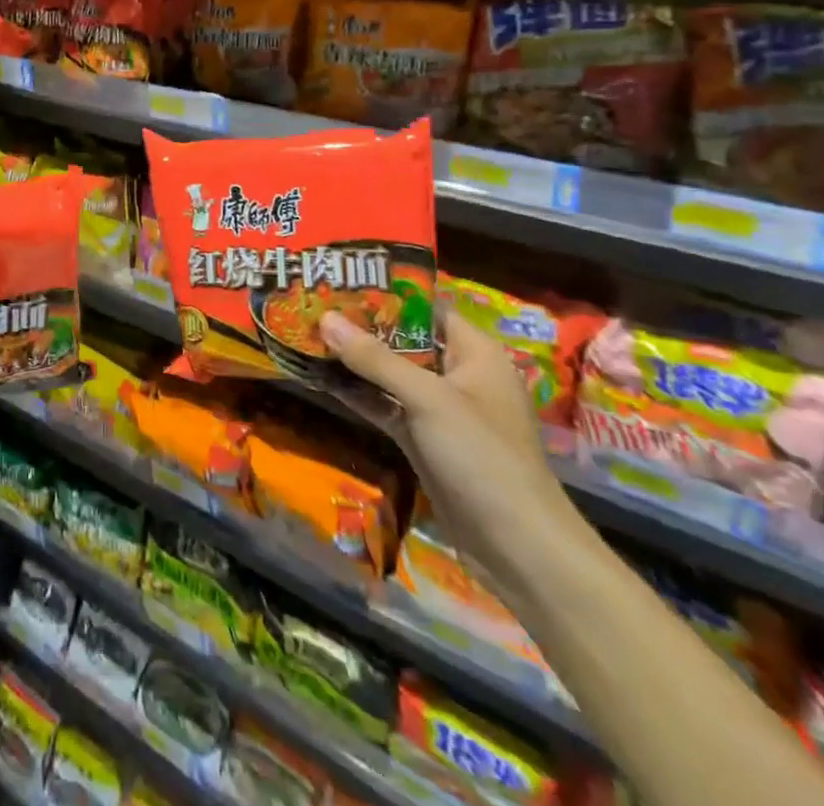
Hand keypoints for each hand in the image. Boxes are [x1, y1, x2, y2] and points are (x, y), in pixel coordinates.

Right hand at [322, 304, 582, 583]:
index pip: (426, 306)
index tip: (340, 274)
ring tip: (306, 332)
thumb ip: (375, 359)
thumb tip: (324, 318)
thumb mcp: (428, 399)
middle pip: (403, 337)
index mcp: (474, 352)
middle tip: (312, 301)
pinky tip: (319, 377)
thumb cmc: (483, 456)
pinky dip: (357, 393)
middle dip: (360, 324)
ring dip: (353, 359)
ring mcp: (439, 409)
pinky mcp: (423, 439)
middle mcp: (457, 373)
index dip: (385, 290)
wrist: (517, 549)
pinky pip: (385, 405)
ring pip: (389, 372)